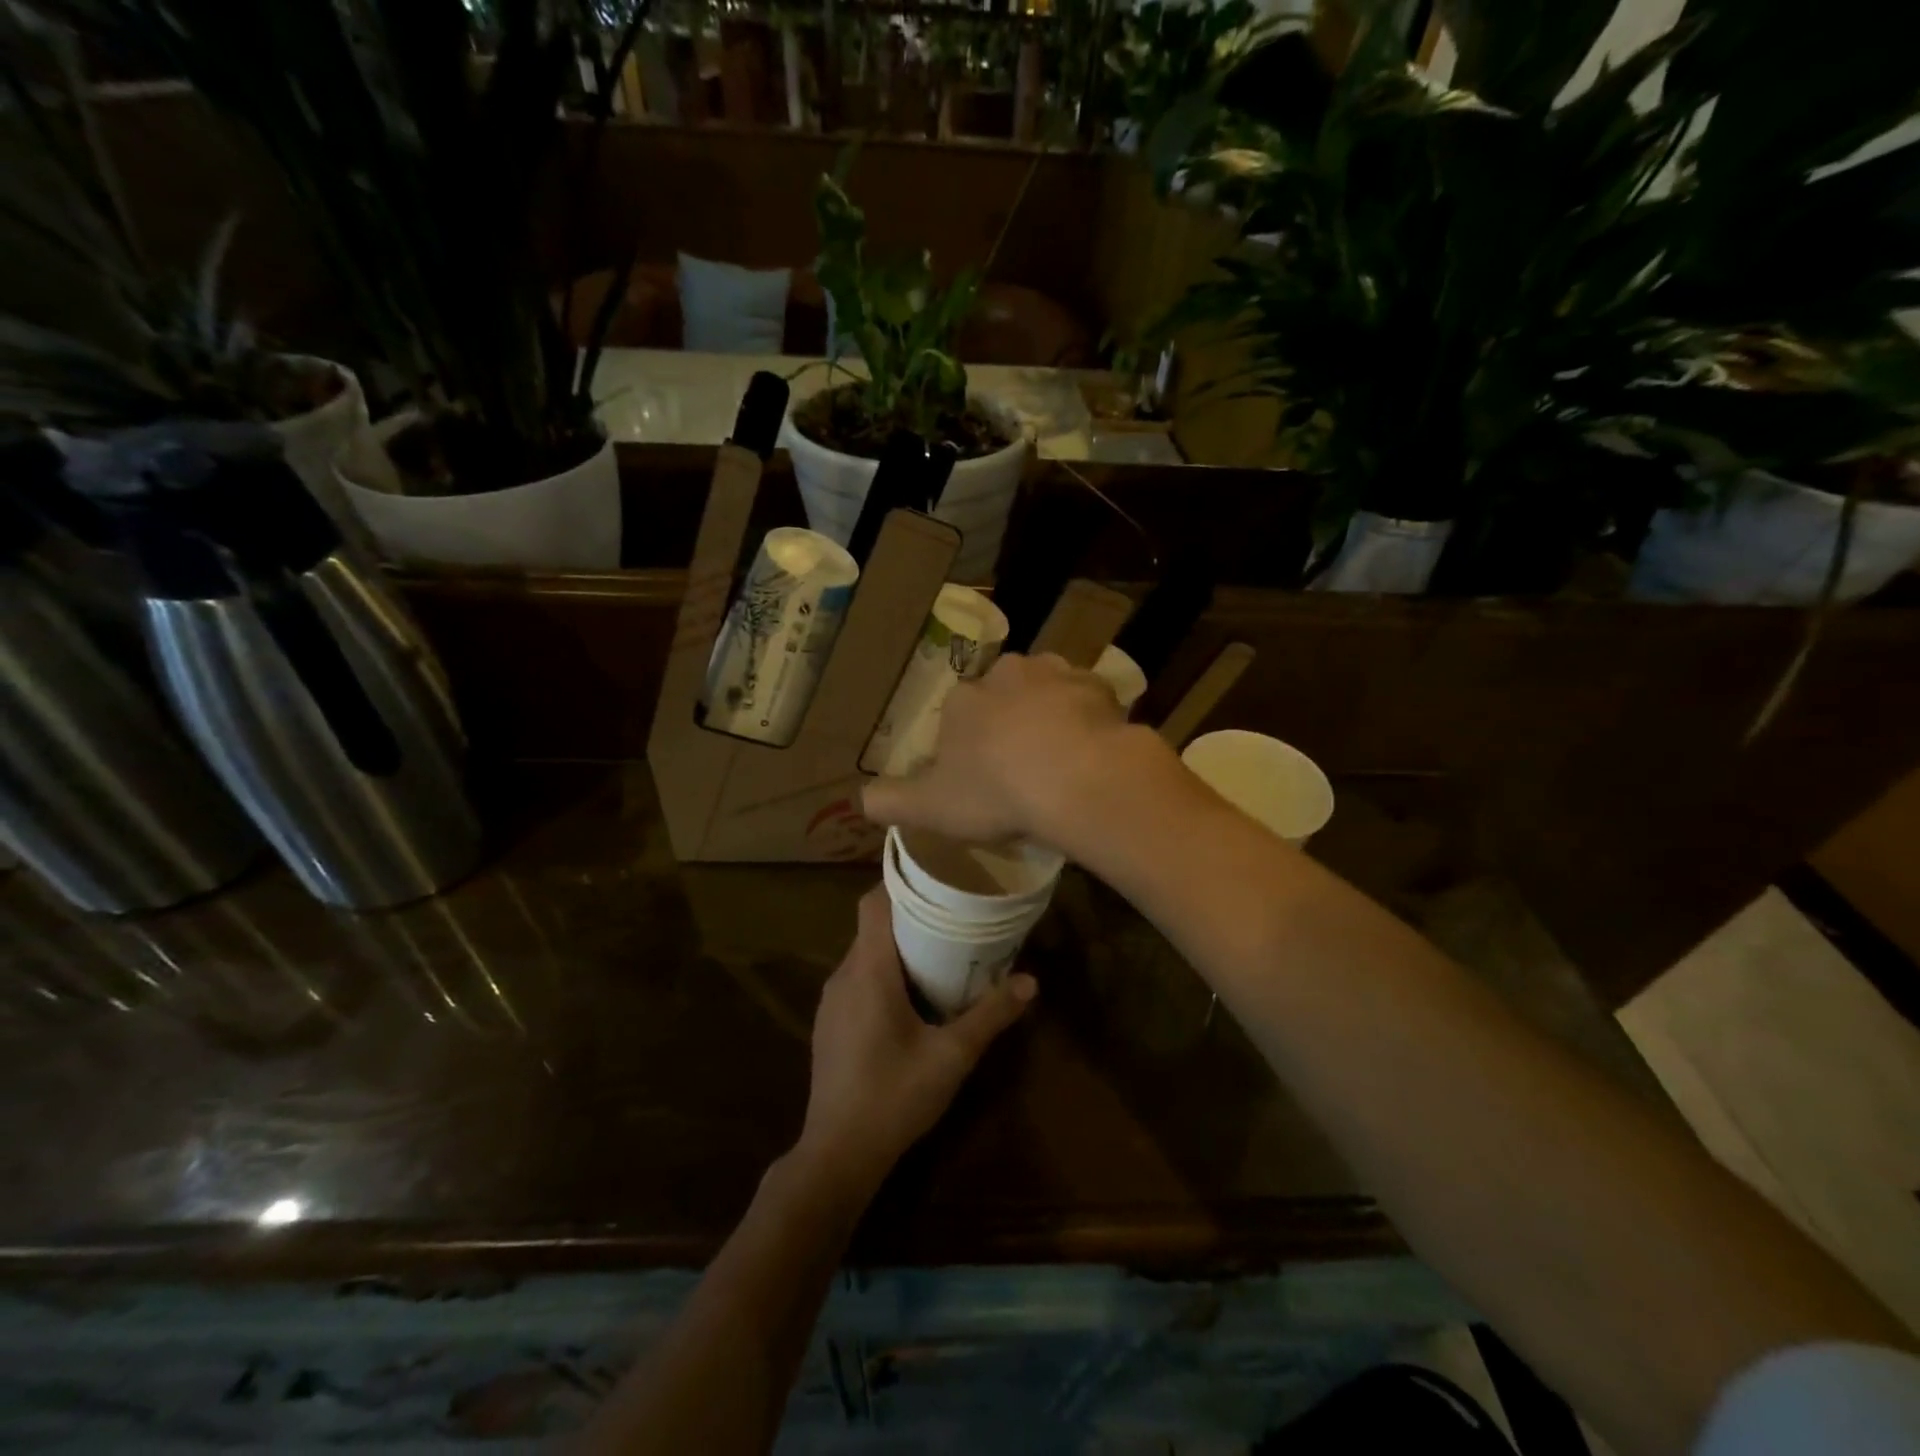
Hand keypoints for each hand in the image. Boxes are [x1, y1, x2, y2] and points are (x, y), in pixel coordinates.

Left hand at [796, 887, 1034, 1201]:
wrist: (837, 1154)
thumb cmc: (894, 1096)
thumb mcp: (952, 1056)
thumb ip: (991, 1015)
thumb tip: (1030, 981)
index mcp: (869, 971)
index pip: (873, 903)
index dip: (900, 883)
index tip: (936, 879)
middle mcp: (843, 976)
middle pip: (872, 926)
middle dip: (910, 917)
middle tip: (953, 917)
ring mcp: (831, 1001)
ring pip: (864, 954)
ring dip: (897, 948)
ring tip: (938, 952)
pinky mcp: (829, 1023)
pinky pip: (857, 979)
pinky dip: (883, 973)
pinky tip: (910, 998)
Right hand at [861, 653, 1156, 846]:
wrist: (1077, 779)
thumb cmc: (996, 793)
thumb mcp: (931, 808)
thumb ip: (891, 801)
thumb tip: (860, 799)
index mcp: (963, 701)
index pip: (958, 714)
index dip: (969, 745)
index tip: (983, 778)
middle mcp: (1005, 674)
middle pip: (1003, 696)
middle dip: (1009, 722)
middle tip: (1023, 766)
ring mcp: (1055, 675)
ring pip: (1046, 690)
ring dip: (1050, 713)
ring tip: (1062, 758)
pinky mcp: (1098, 685)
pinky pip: (1088, 699)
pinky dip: (1089, 718)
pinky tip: (1093, 749)